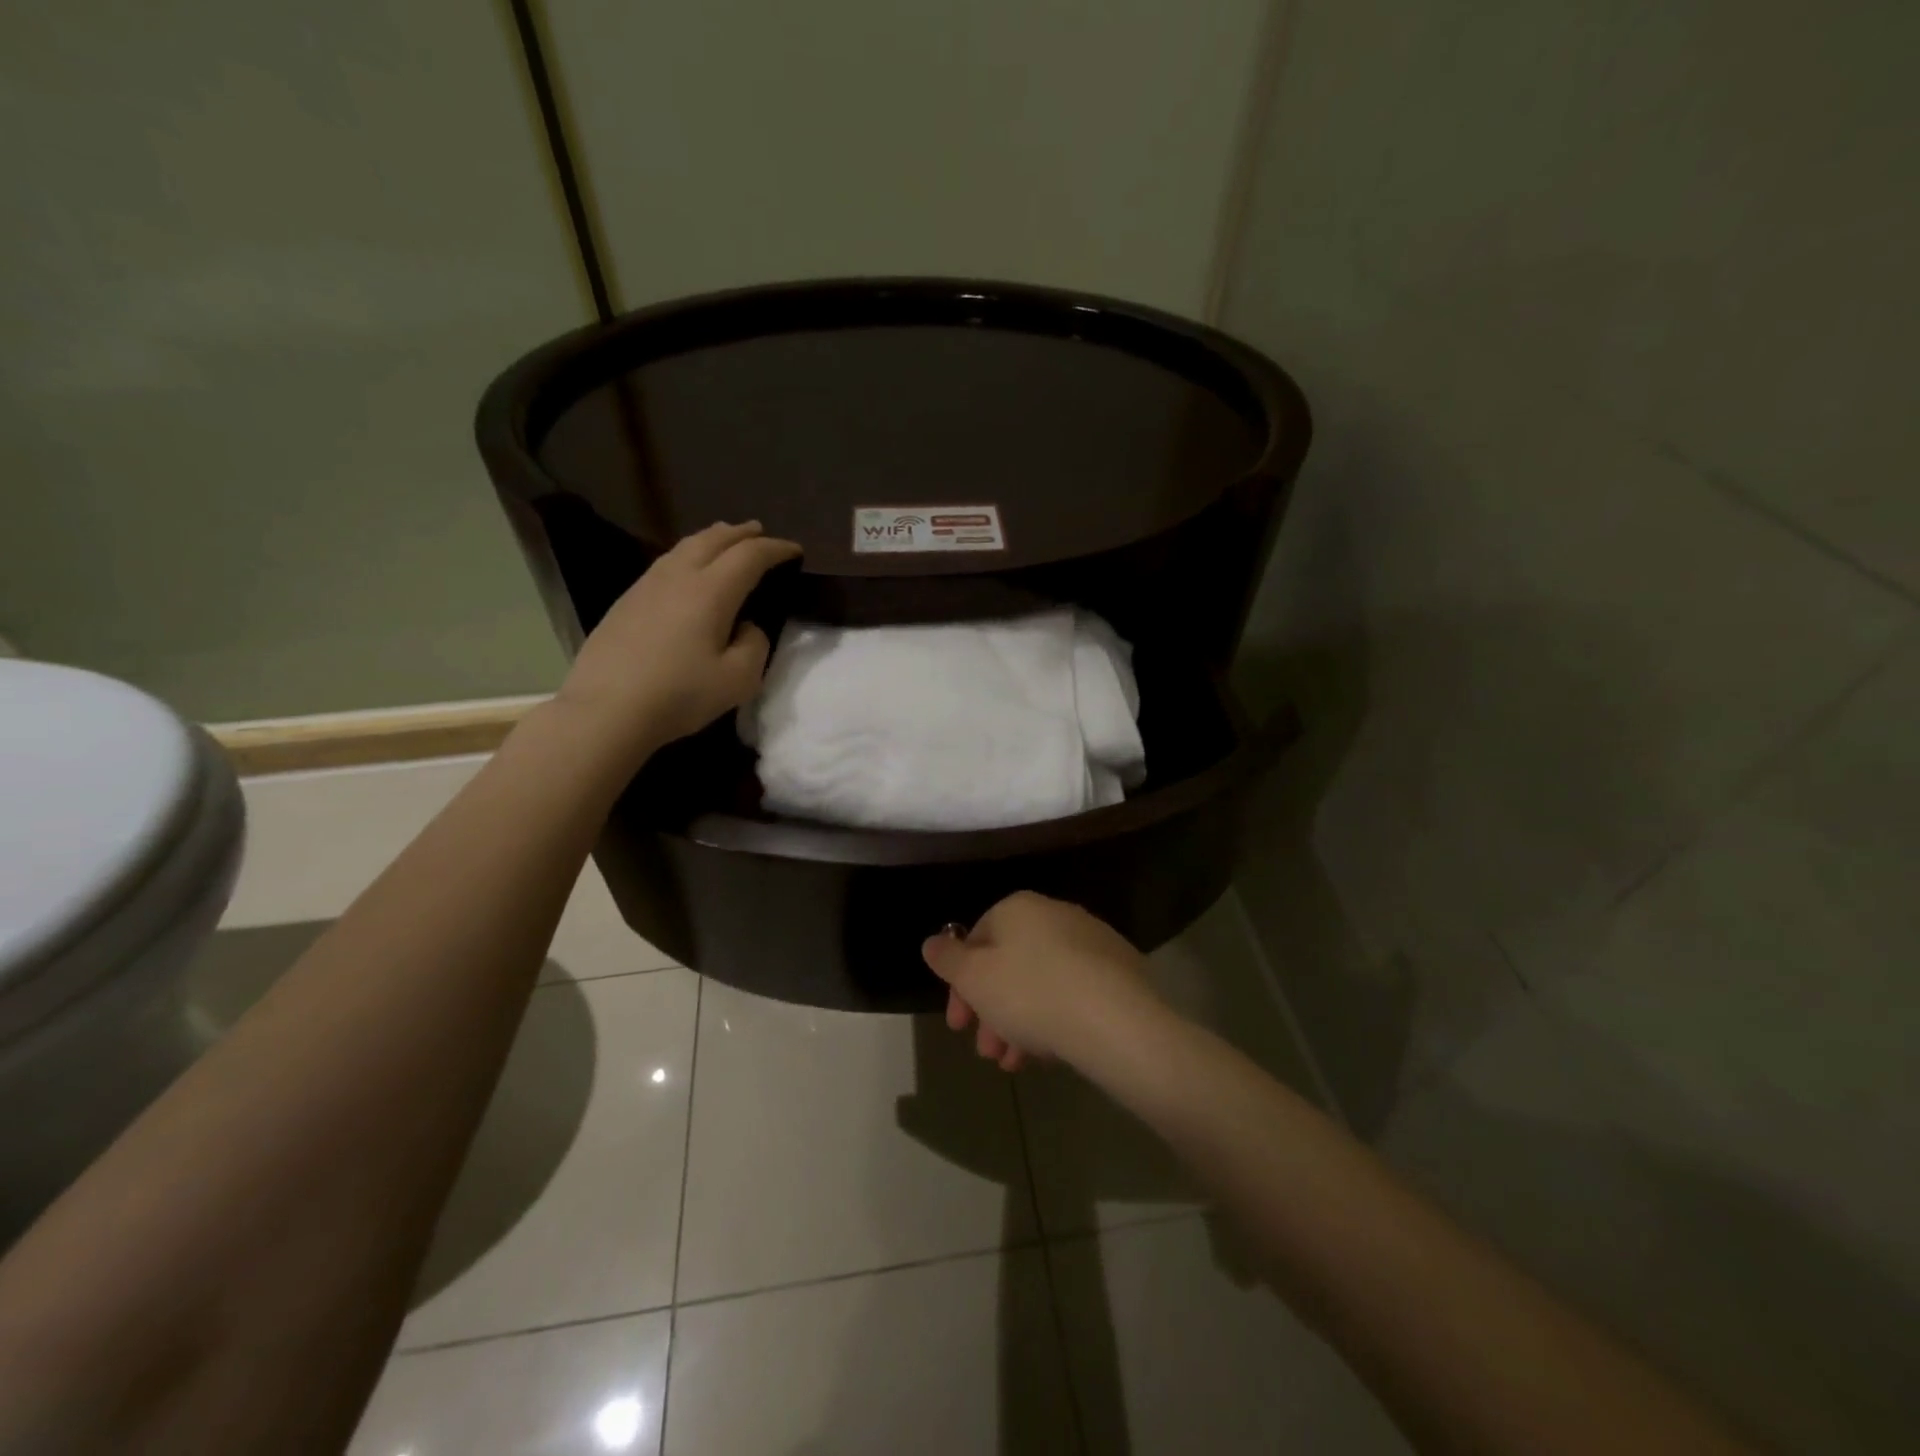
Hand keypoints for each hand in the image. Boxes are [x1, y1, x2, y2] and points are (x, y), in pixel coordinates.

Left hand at [557, 520, 801, 767]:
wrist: (605, 710)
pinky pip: (666, 562)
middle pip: (714, 539)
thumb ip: (754, 645)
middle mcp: (679, 576)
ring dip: (713, 538)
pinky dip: (689, 555)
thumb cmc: (679, 695)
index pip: (750, 555)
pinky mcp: (627, 600)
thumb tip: (746, 627)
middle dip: (742, 533)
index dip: (776, 549)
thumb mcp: (738, 680)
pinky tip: (689, 570)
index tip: (795, 551)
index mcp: (711, 591)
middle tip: (761, 532)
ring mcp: (647, 585)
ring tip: (726, 540)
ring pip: (685, 546)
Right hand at [922, 892, 1162, 1071]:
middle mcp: (1054, 914)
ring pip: (1040, 983)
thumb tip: (932, 942)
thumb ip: (947, 959)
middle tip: (987, 1052)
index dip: (960, 985)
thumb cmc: (1031, 993)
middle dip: (991, 1012)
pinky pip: (1073, 992)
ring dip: (1019, 1024)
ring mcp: (1091, 941)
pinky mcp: (1119, 971)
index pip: (977, 939)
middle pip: (1010, 965)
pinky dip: (1054, 1019)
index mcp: (1018, 908)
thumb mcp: (974, 979)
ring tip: (1015, 1065)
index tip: (958, 1025)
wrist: (1115, 1019)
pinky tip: (1050, 1054)